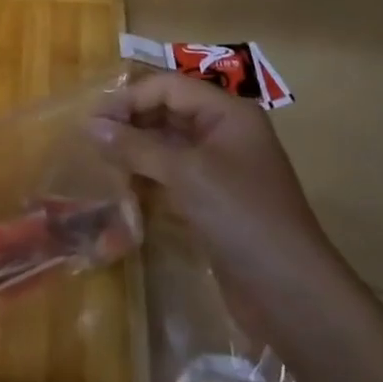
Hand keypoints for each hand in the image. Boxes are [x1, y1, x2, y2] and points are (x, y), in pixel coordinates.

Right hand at [90, 73, 329, 290]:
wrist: (291, 295)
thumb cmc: (242, 217)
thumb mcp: (185, 173)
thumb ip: (136, 146)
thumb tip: (91, 126)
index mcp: (227, 113)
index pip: (168, 87)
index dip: (129, 98)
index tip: (92, 119)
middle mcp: (225, 133)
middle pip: (168, 112)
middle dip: (130, 122)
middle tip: (90, 140)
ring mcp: (221, 169)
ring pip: (168, 145)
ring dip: (135, 151)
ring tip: (100, 162)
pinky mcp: (214, 202)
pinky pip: (173, 176)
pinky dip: (148, 177)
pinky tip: (122, 188)